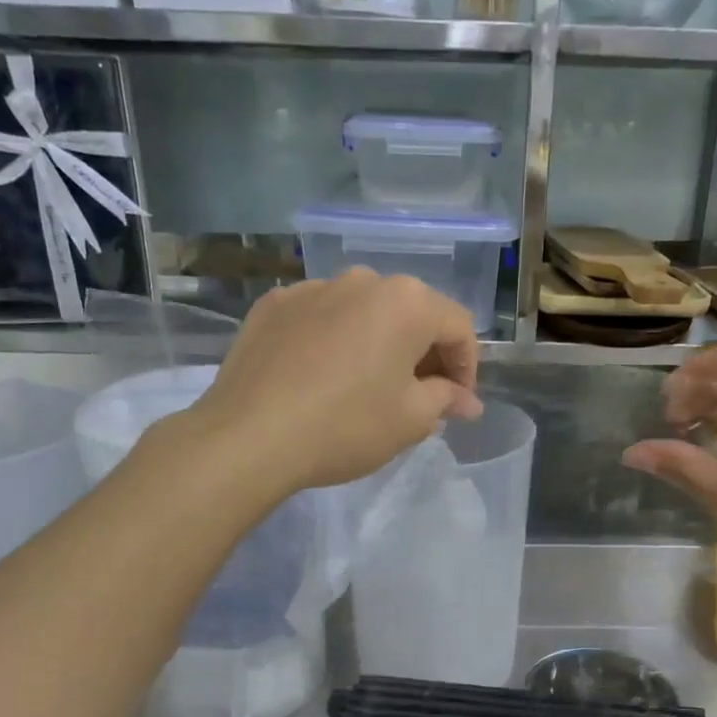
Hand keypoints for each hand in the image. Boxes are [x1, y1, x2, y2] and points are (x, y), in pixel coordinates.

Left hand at [196, 270, 482, 490]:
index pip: (458, 327)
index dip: (467, 367)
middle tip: (420, 397)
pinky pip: (320, 318)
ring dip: (378, 344)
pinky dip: (333, 341)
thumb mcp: (411, 420)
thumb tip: (466, 401)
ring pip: (363, 313)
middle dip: (423, 354)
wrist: (250, 436)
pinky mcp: (273, 306)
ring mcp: (312, 288)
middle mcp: (362, 280)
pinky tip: (322, 377)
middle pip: (410, 314)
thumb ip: (446, 399)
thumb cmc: (347, 426)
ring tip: (368, 386)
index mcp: (407, 302)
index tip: (458, 403)